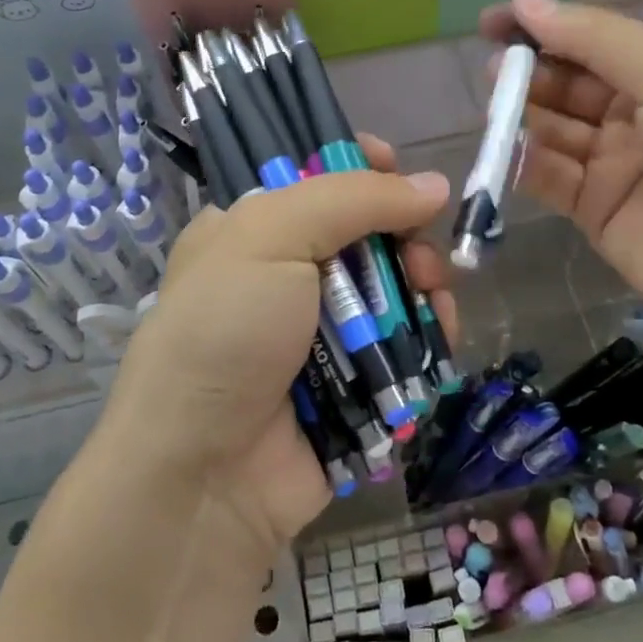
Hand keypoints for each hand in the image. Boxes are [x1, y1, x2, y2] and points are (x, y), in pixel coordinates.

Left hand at [101, 137, 454, 561]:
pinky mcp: (356, 383)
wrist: (203, 475)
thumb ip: (354, 198)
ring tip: (433, 300)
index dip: (360, 167)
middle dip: (404, 234)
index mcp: (253, 231)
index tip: (395, 166)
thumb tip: (434, 185)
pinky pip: (407, 346)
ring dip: (424, 286)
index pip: (315, 179)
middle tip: (419, 254)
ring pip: (396, 289)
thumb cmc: (225, 332)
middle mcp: (287, 276)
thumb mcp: (270, 238)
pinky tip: (439, 336)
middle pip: (368, 233)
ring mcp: (323, 333)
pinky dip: (429, 336)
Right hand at [480, 0, 642, 383]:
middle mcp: (637, 114)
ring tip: (496, 105)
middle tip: (495, 70)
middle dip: (531, 70)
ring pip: (552, 127)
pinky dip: (524, 162)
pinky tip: (506, 151)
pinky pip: (549, 177)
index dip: (545, 26)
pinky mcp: (594, 211)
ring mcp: (614, 164)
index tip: (494, 19)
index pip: (594, 39)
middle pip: (568, 82)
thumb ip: (598, 41)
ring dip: (522, 113)